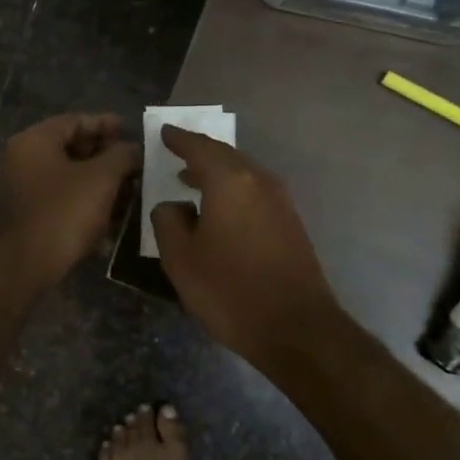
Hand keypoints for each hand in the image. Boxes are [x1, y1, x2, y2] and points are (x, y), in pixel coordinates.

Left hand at [0, 113, 139, 288]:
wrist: (22, 266)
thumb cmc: (62, 212)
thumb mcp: (101, 178)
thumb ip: (121, 155)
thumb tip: (132, 149)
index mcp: (34, 141)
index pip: (75, 120)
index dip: (106, 124)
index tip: (131, 132)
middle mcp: (21, 160)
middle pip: (70, 149)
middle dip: (105, 157)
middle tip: (134, 165)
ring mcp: (20, 190)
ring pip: (67, 178)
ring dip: (98, 183)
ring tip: (129, 194)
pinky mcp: (26, 217)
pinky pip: (60, 201)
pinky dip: (84, 204)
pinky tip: (110, 219)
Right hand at [151, 125, 342, 368]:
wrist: (296, 328)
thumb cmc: (229, 290)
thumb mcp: (181, 258)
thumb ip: (167, 221)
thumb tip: (173, 205)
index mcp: (230, 181)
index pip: (199, 147)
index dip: (178, 139)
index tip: (163, 132)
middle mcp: (258, 181)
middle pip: (224, 156)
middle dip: (199, 153)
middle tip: (176, 153)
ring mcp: (279, 201)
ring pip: (242, 174)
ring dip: (216, 173)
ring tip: (191, 181)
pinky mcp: (290, 223)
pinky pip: (254, 192)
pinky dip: (232, 190)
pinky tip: (219, 210)